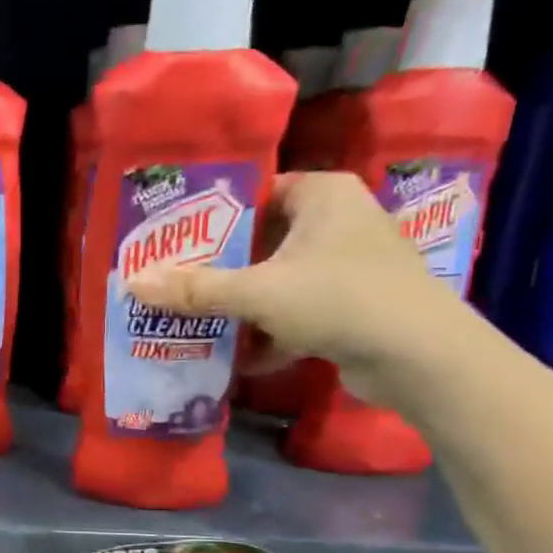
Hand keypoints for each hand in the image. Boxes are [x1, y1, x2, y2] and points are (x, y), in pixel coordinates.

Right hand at [125, 170, 470, 406]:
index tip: (173, 243)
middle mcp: (339, 221)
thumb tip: (133, 283)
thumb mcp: (258, 292)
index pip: (255, 194)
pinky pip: (298, 312)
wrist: (420, 357)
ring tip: (194, 321)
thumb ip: (195, 289)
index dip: (212, 219)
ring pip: (278, 281)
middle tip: (174, 284)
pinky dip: (271, 333)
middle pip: (262, 242)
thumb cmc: (339, 300)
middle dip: (220, 270)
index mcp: (323, 195)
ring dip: (242, 306)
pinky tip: (238, 358)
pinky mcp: (354, 306)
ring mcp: (349, 266)